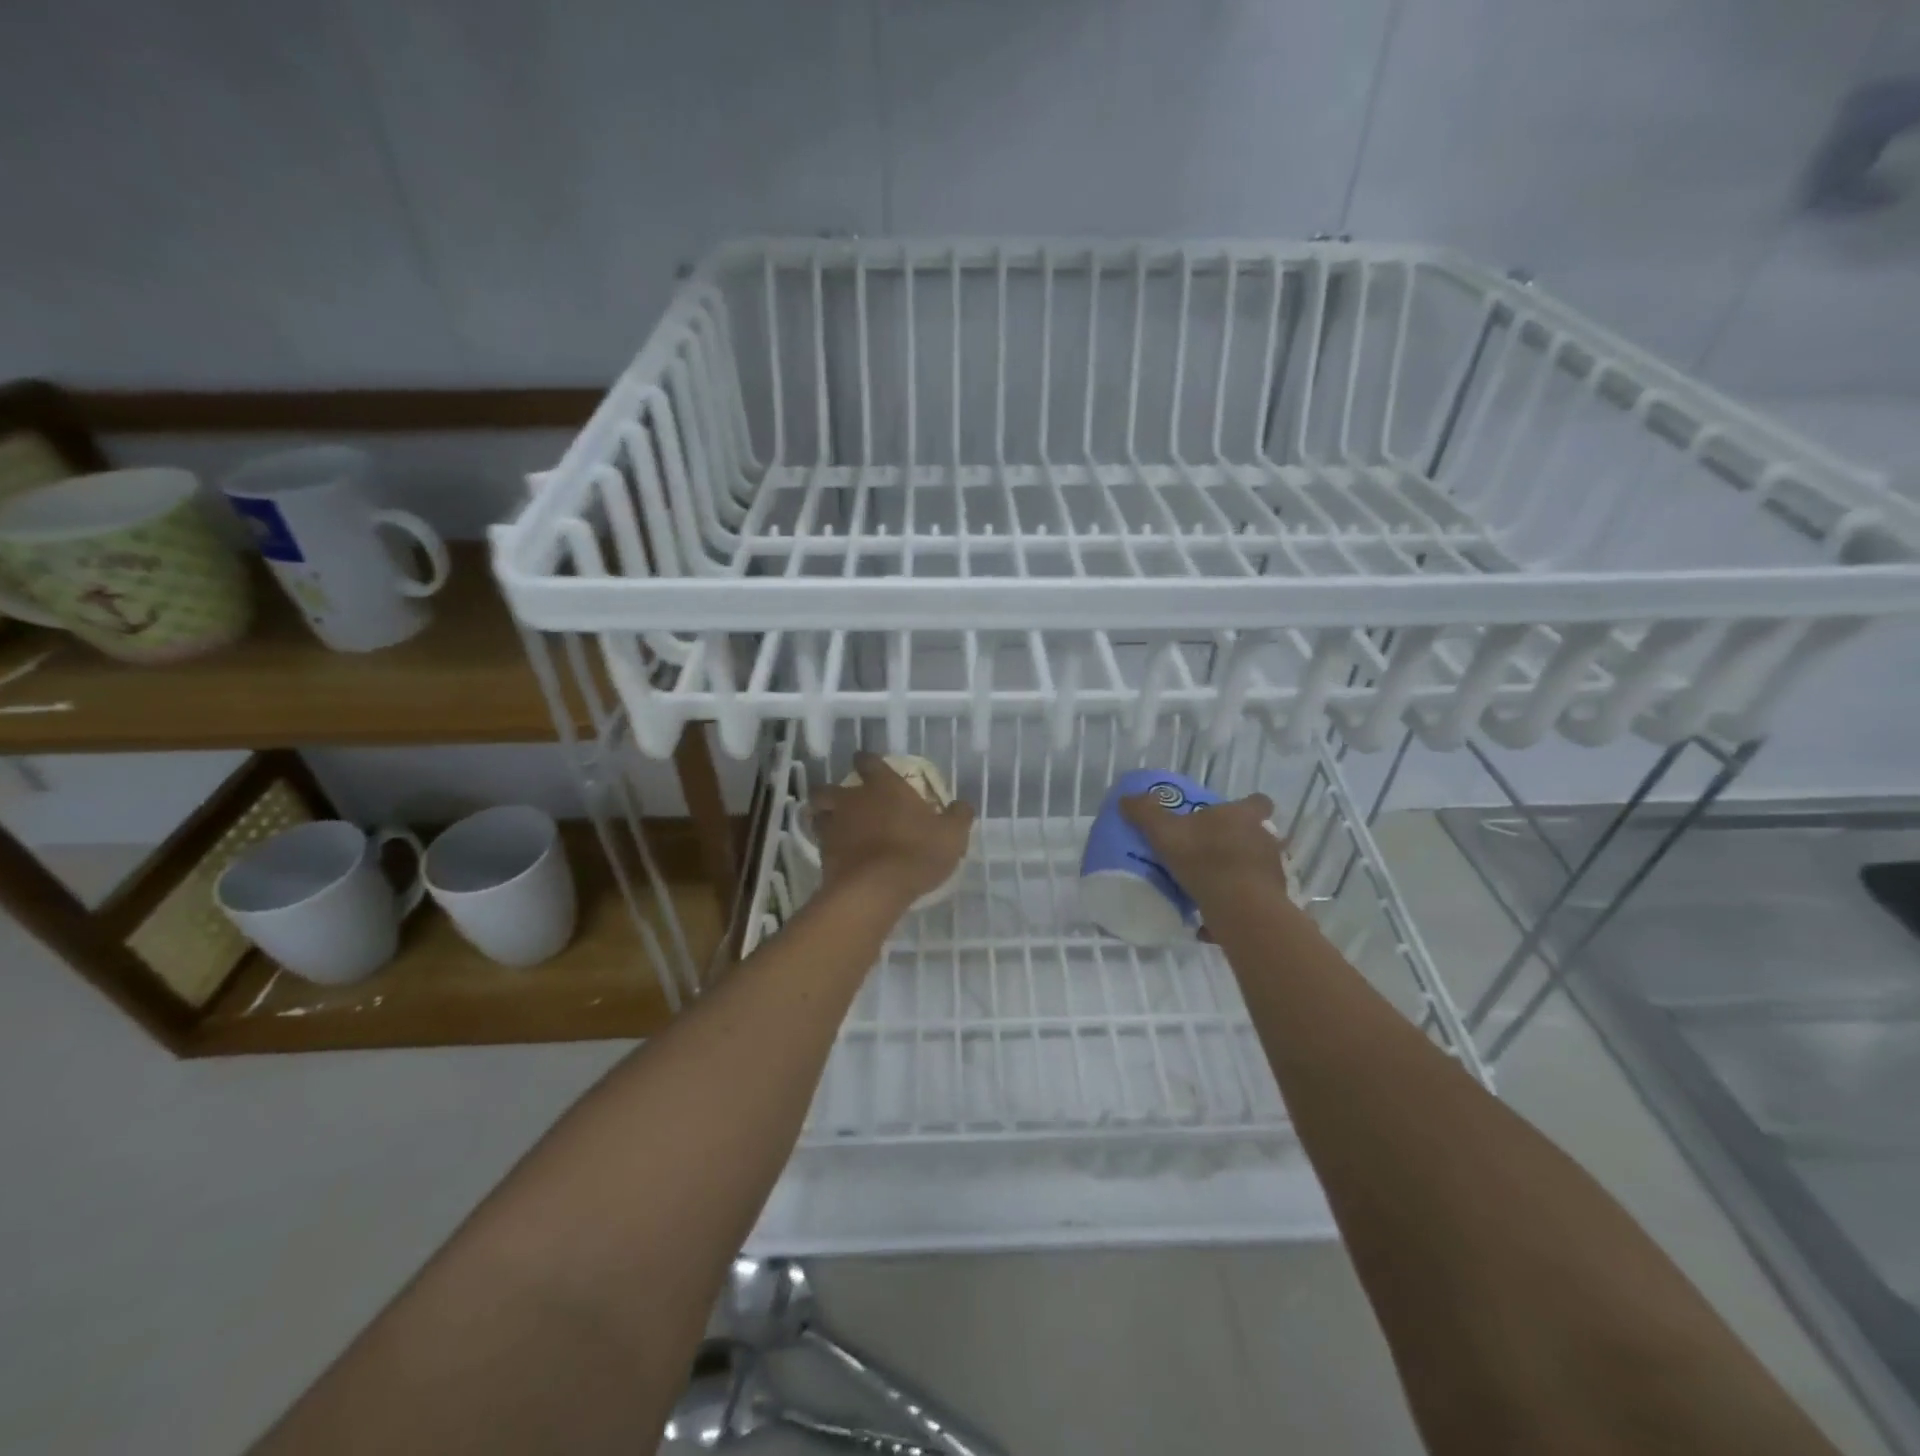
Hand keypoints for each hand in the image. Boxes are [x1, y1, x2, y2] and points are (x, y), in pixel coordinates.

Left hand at [811, 753, 975, 907]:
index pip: (869, 762)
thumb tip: (962, 805)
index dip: (867, 761)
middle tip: (844, 801)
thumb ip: (958, 816)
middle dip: (833, 792)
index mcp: (883, 787)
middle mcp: (853, 800)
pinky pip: (819, 843)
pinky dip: (826, 846)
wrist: (876, 889)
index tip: (866, 763)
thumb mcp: (952, 835)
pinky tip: (838, 855)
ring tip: (834, 826)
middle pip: (829, 788)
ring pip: (818, 814)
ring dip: (824, 817)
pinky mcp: (822, 854)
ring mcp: (833, 827)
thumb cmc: (917, 853)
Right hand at [1119, 790, 1285, 902]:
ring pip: (1255, 867)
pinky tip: (1210, 918)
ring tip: (1208, 886)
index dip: (1247, 806)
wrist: (1240, 908)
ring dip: (1236, 874)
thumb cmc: (1205, 859)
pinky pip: (1250, 900)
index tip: (1231, 815)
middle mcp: (1264, 839)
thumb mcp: (1165, 832)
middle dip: (1237, 841)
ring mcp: (1272, 871)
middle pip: (1256, 835)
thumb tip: (1126, 798)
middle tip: (1209, 851)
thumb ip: (1146, 813)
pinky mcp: (1272, 901)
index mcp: (1244, 816)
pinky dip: (1234, 905)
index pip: (1258, 802)